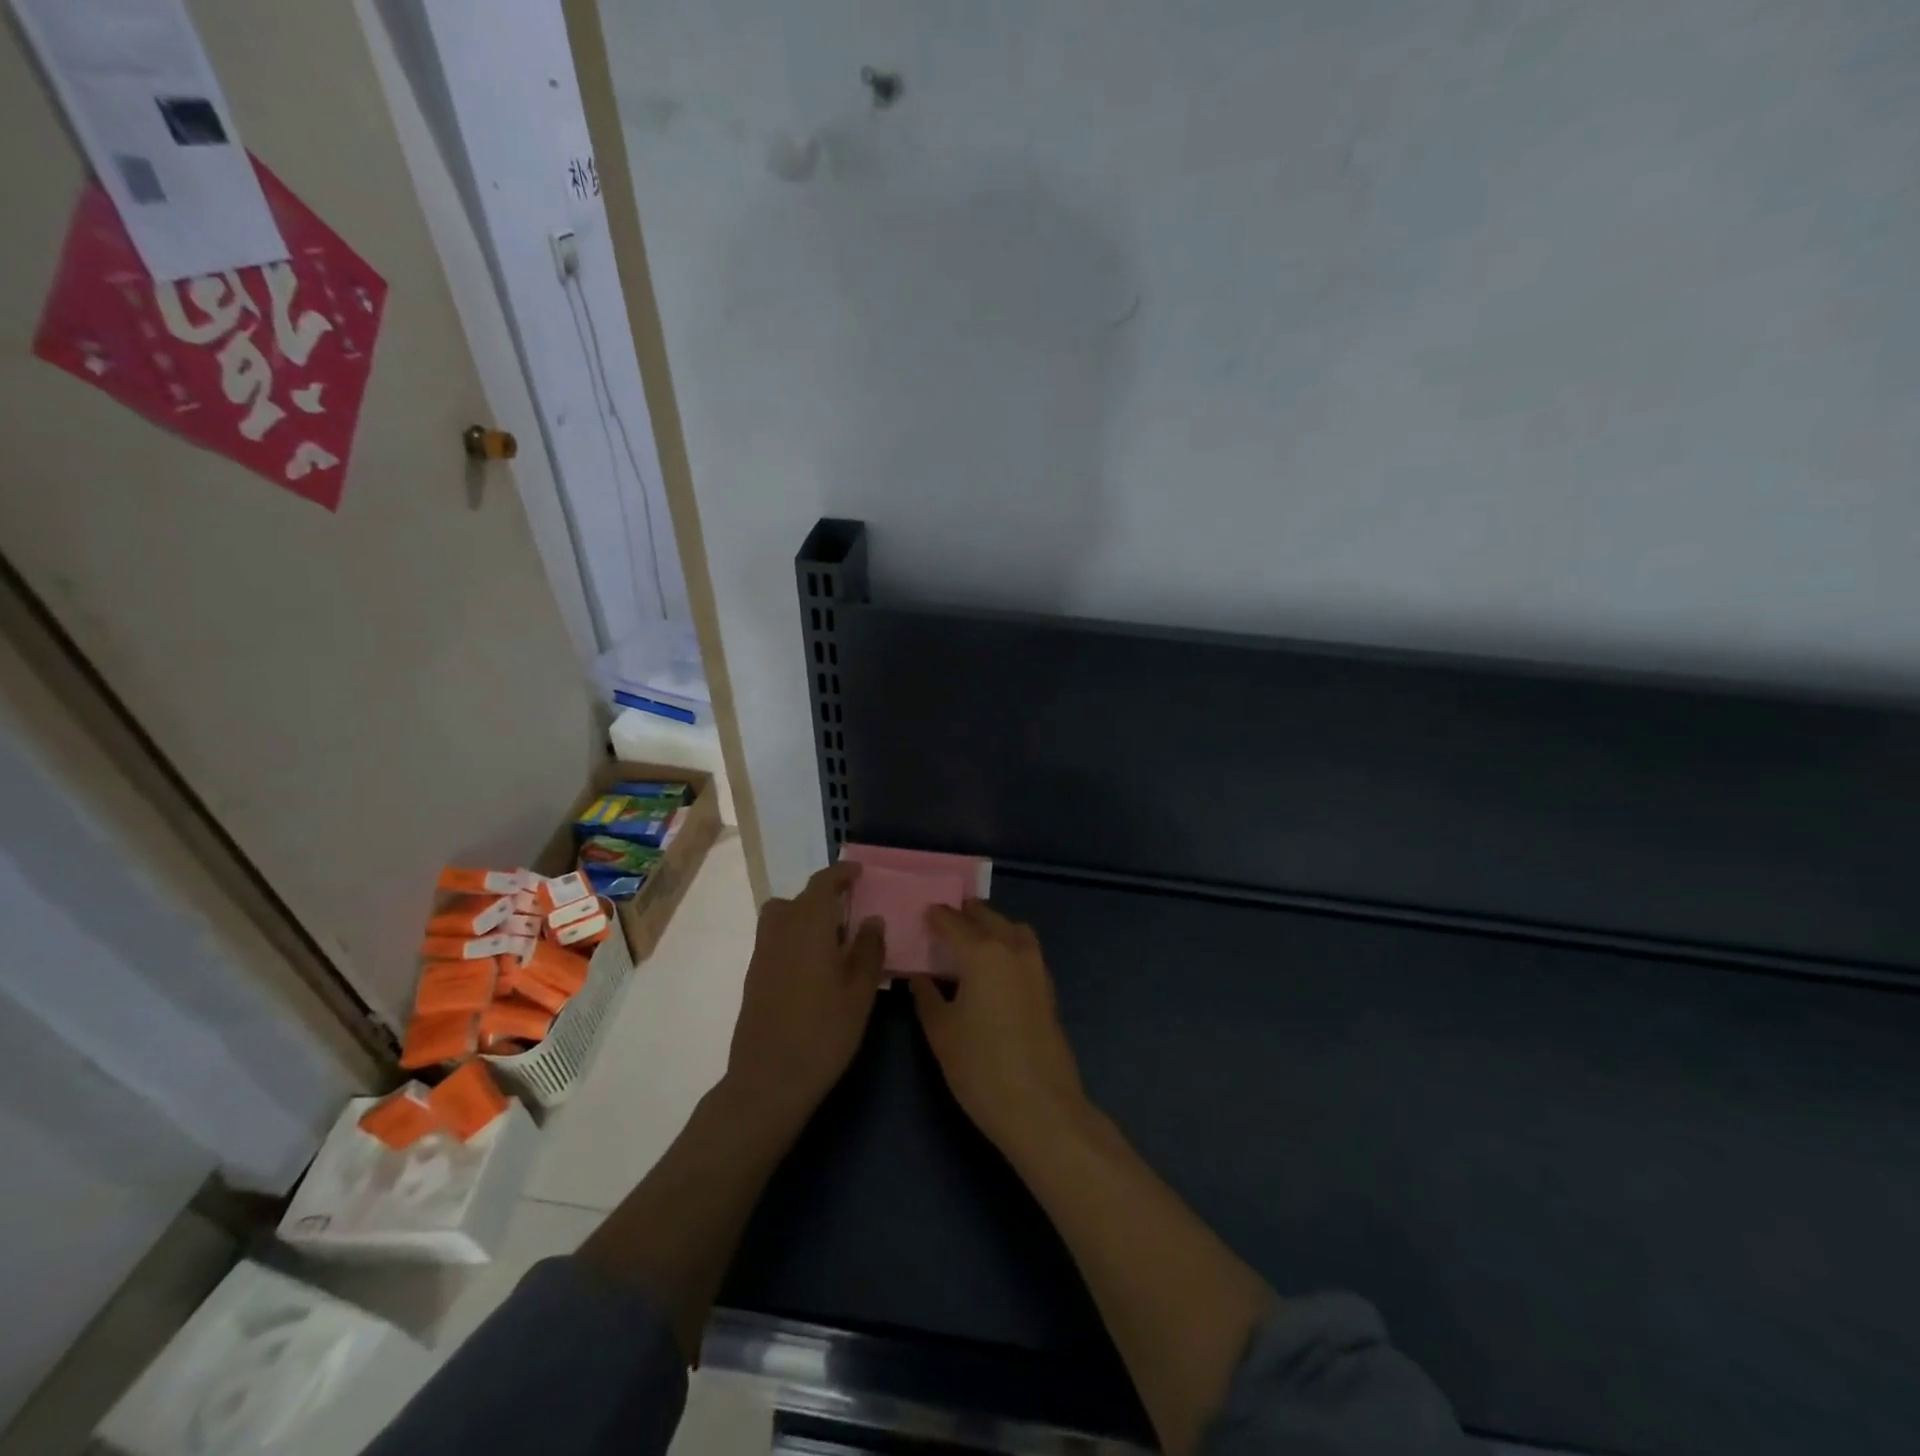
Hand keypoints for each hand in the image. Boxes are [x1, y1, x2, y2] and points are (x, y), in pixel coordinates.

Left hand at [726, 862, 884, 1123]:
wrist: (769, 1080)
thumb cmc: (823, 1033)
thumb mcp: (860, 992)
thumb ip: (868, 950)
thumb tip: (871, 919)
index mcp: (808, 927)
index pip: (822, 884)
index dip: (840, 873)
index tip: (859, 872)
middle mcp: (779, 932)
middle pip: (797, 899)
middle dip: (822, 896)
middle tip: (850, 909)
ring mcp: (762, 955)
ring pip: (780, 918)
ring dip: (804, 916)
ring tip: (832, 939)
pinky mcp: (754, 978)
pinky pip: (775, 940)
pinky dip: (793, 938)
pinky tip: (815, 967)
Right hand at [911, 901, 1089, 1155]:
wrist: (1040, 1107)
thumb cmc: (981, 1068)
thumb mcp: (941, 1032)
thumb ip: (927, 997)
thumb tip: (919, 977)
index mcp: (982, 952)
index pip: (953, 921)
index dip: (936, 915)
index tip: (922, 913)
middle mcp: (1012, 948)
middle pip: (987, 917)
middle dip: (966, 914)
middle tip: (944, 920)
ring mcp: (1036, 966)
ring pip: (1013, 929)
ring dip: (993, 925)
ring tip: (972, 938)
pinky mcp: (1048, 987)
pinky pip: (1025, 949)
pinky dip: (1009, 944)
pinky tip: (995, 967)